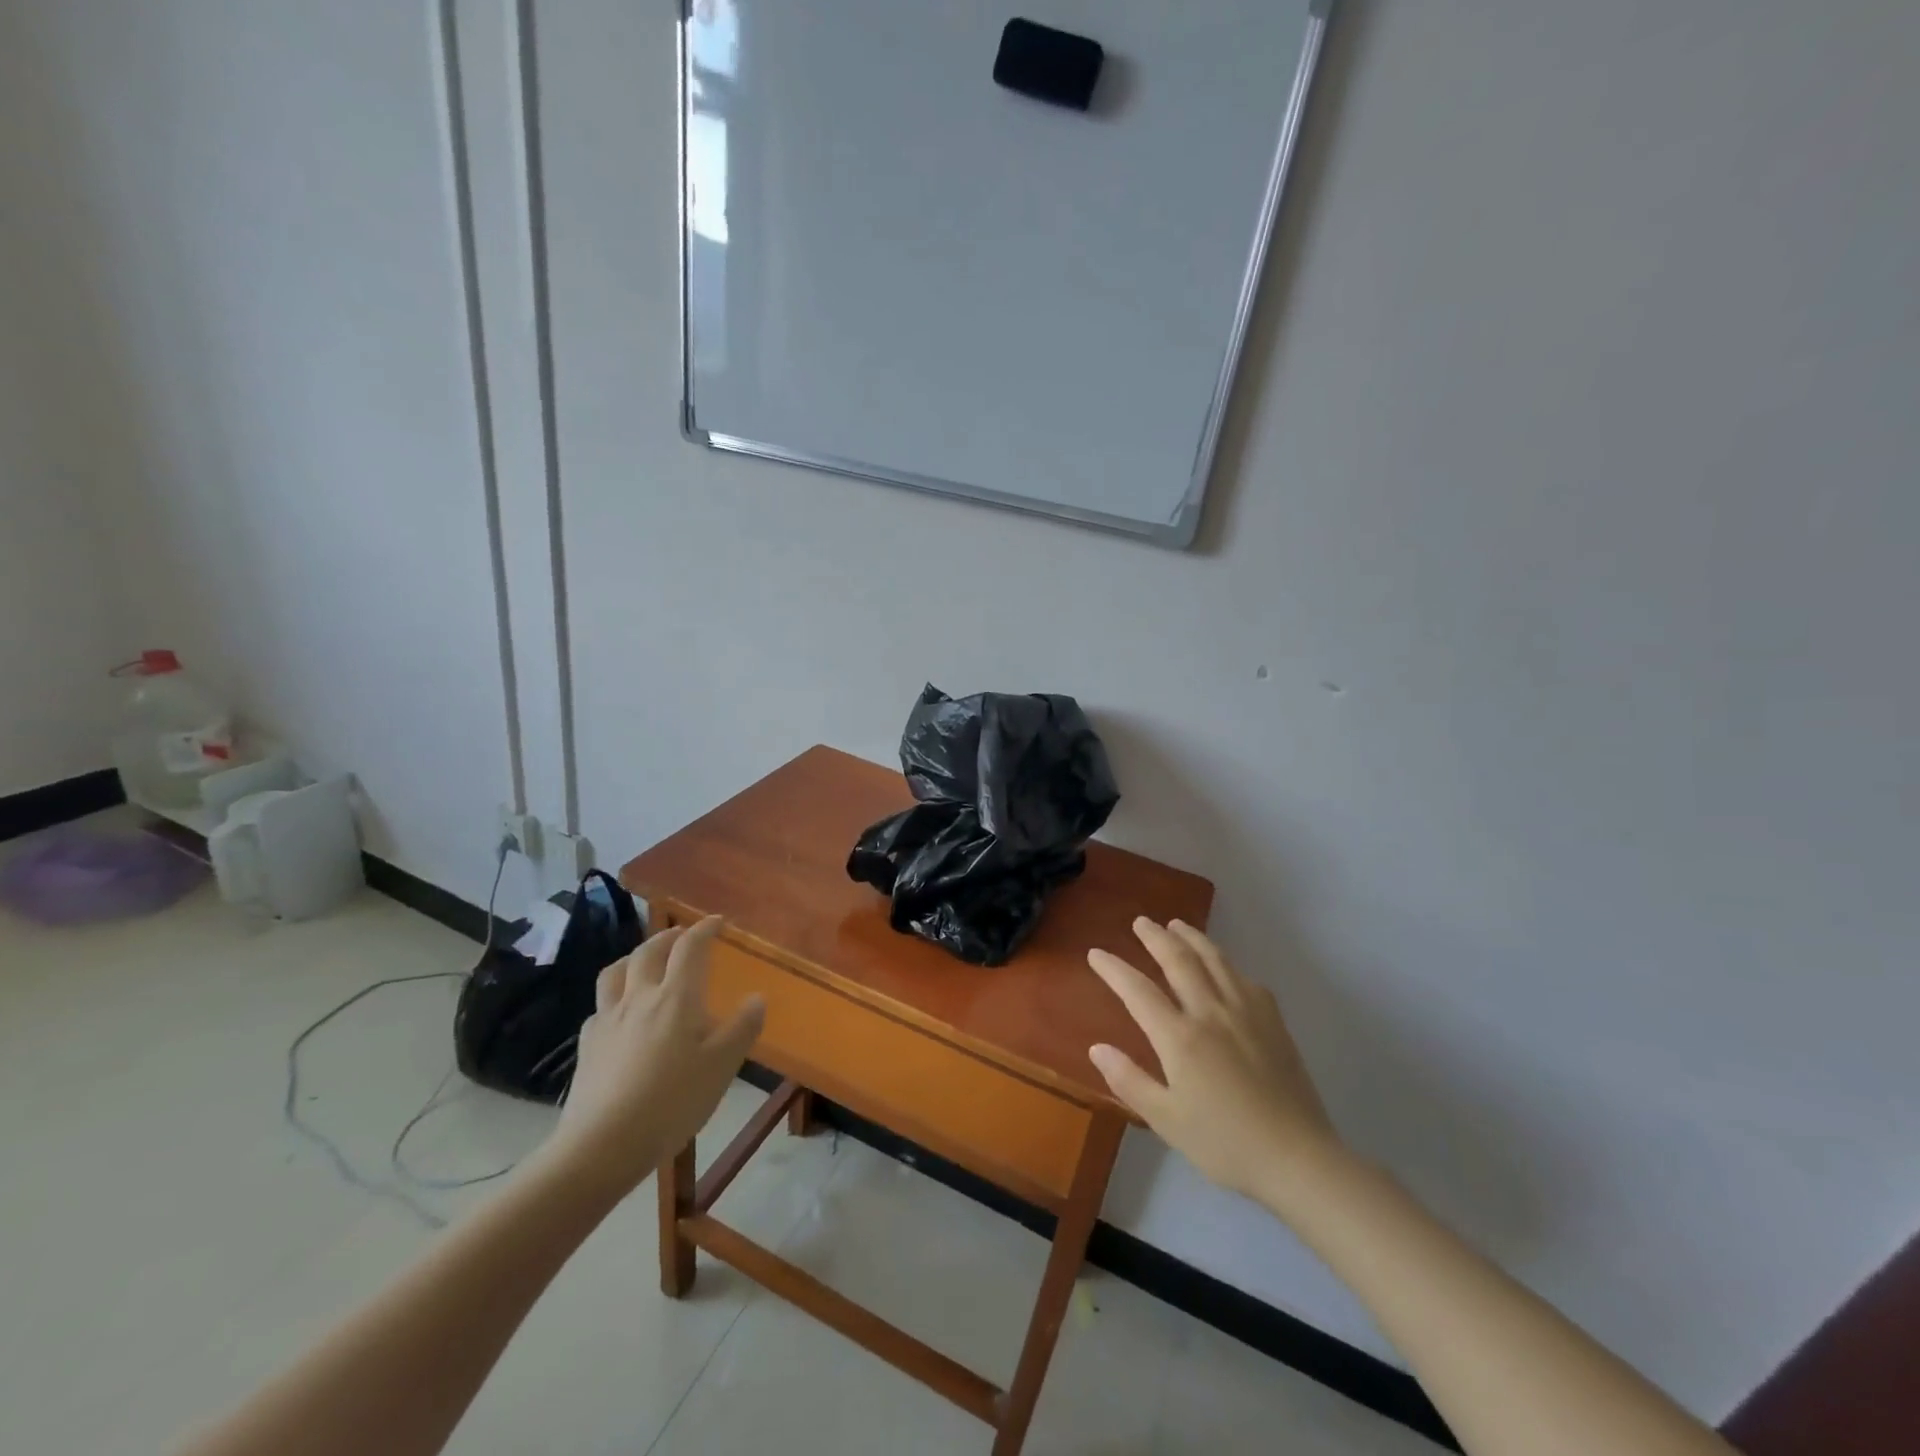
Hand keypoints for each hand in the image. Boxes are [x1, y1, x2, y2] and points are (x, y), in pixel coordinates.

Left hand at [548, 917, 764, 1196]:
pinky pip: (600, 1007)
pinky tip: (619, 1014)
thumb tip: (756, 997)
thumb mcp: (722, 1066)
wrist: (603, 1145)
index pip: (690, 948)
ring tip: (645, 962)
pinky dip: (614, 998)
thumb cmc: (672, 1101)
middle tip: (682, 936)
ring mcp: (608, 1019)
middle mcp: (640, 997)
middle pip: (649, 951)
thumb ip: (742, 1028)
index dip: (704, 929)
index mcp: (676, 997)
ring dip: (634, 958)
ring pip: (615, 972)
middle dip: (668, 937)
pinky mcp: (587, 1045)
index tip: (717, 922)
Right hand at [1088, 918, 1339, 1199]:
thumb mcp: (1166, 1121)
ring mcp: (1246, 1013)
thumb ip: (1129, 1080)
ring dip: (1192, 938)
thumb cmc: (1225, 1144)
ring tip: (1177, 925)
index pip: (1138, 991)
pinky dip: (1227, 964)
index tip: (1096, 953)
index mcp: (1180, 1038)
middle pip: (1179, 961)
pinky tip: (1224, 967)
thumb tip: (1097, 1047)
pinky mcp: (1273, 1022)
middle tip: (1141, 922)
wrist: (1298, 1159)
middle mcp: (1211, 1013)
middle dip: (1156, 937)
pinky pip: (1245, 979)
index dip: (1114, 969)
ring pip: (1215, 960)